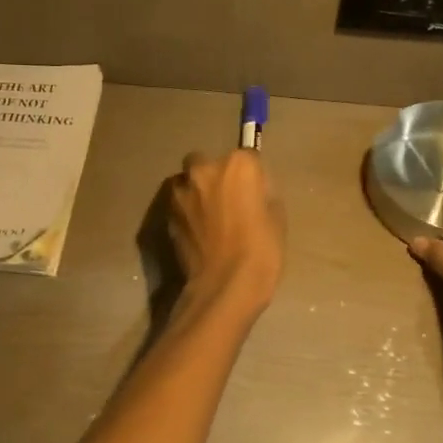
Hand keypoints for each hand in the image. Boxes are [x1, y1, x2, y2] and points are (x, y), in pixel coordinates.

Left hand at [168, 150, 285, 314]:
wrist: (224, 286)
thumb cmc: (261, 251)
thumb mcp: (277, 217)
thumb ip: (262, 193)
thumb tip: (252, 189)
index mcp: (238, 165)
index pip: (247, 156)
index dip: (251, 176)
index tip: (254, 193)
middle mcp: (204, 169)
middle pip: (209, 162)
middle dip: (216, 176)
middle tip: (228, 202)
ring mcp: (181, 191)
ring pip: (188, 181)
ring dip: (197, 192)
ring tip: (209, 219)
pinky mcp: (166, 213)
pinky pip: (179, 204)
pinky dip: (187, 211)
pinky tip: (198, 232)